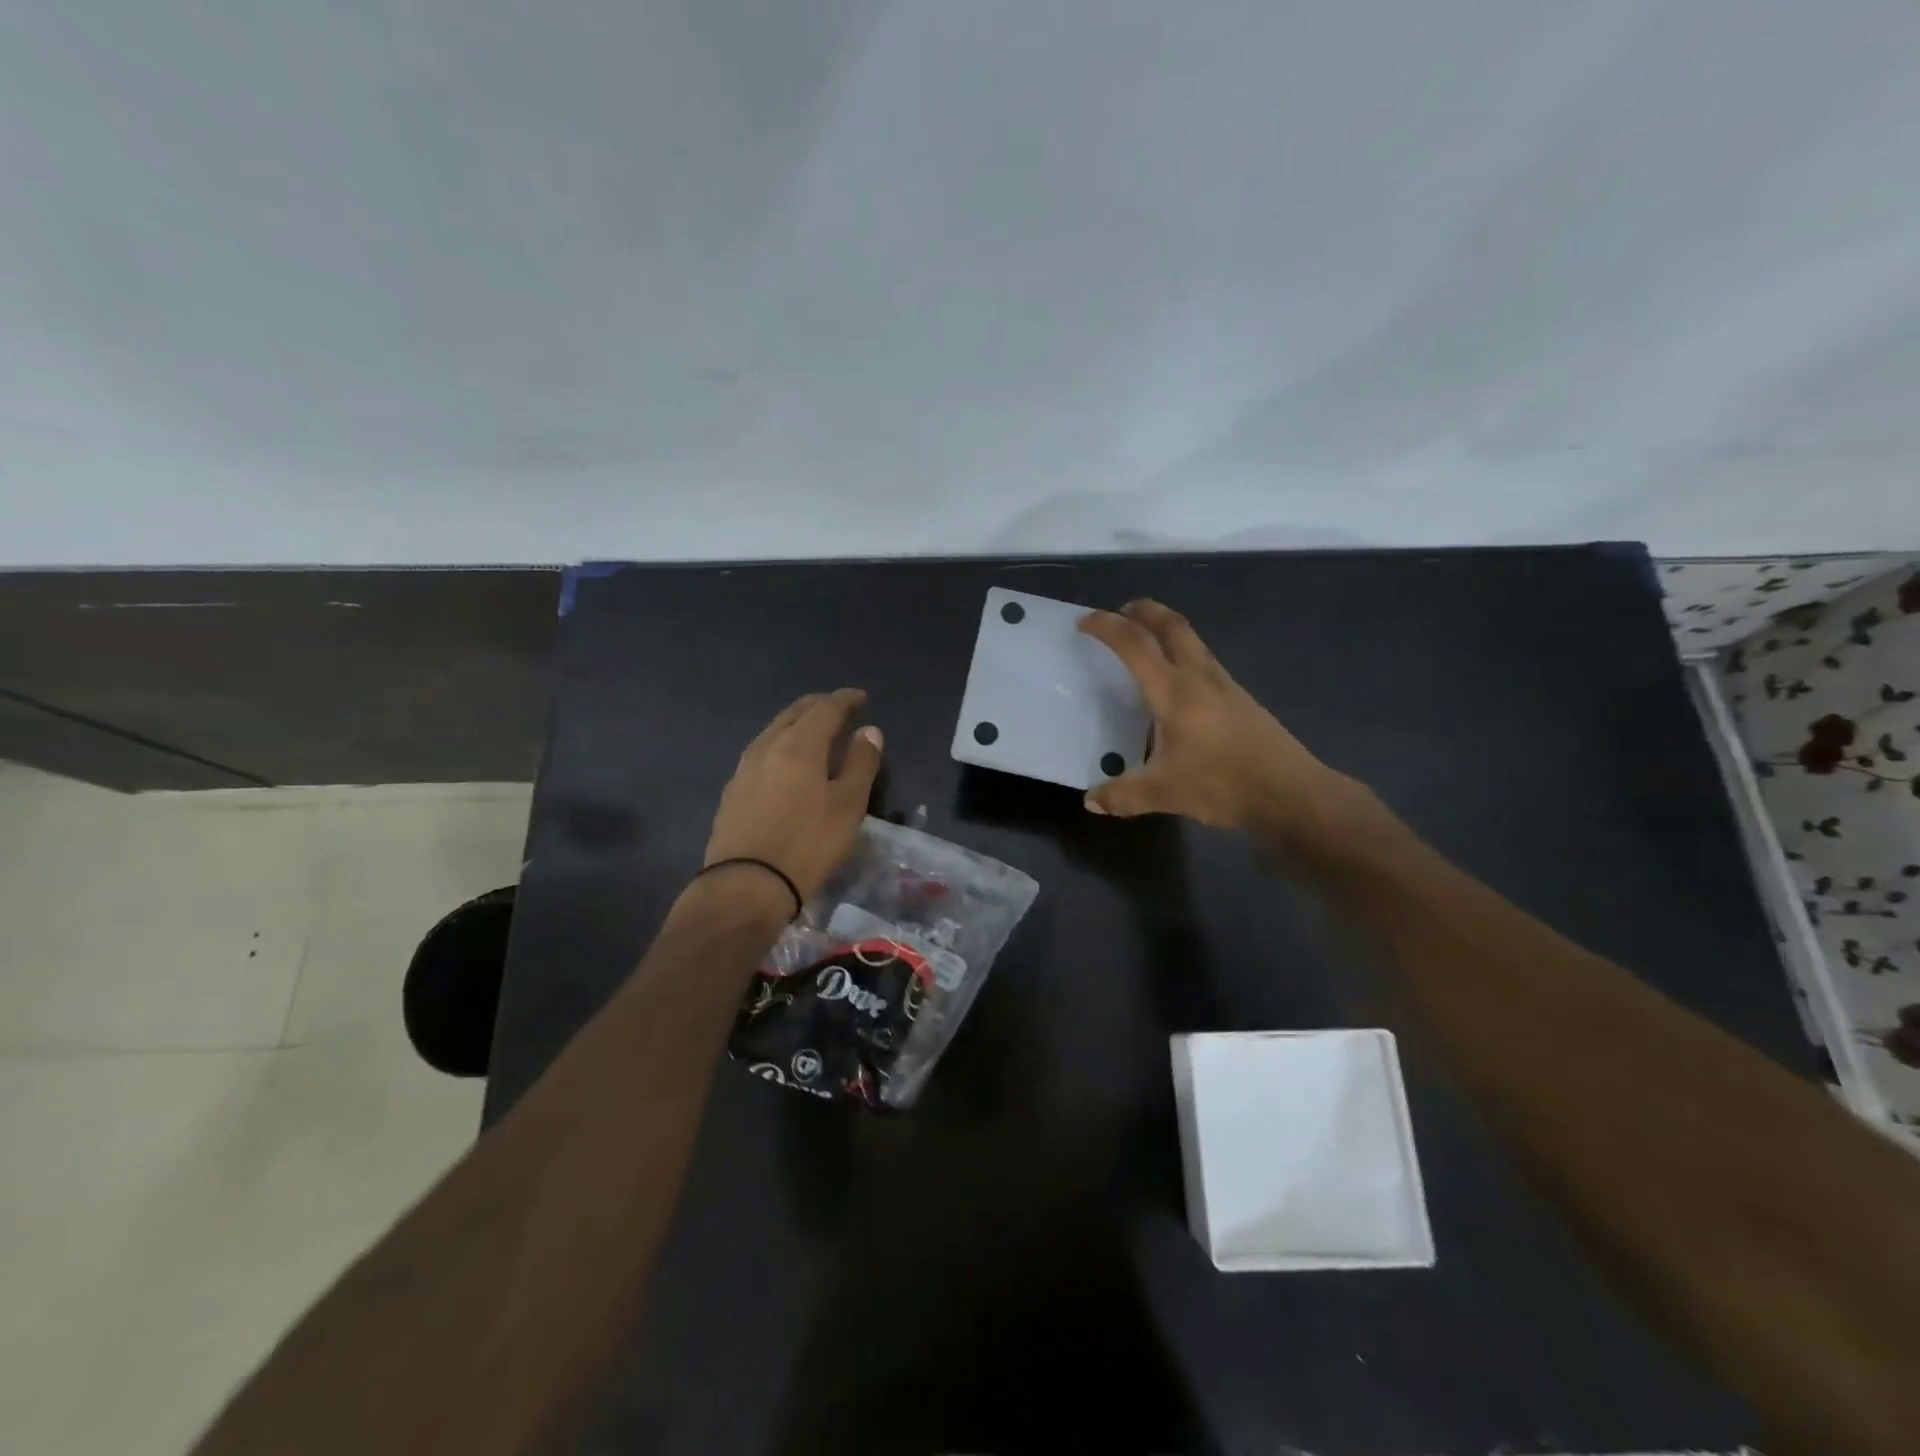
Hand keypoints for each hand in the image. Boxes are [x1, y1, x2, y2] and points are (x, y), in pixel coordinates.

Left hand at [703, 688, 883, 906]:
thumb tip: (869, 731)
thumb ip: (861, 763)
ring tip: (813, 731)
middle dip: (818, 705)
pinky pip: (761, 752)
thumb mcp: (848, 805)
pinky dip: (780, 745)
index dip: (845, 700)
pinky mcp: (732, 791)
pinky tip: (784, 762)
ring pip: (773, 731)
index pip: (826, 709)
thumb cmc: (807, 844)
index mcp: (799, 745)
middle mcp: (767, 747)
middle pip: (794, 713)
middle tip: (838, 707)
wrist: (745, 885)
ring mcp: (744, 768)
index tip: (861, 697)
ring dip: (796, 724)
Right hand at [1077, 600, 1359, 837]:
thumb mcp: (1163, 793)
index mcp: (1173, 691)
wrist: (1289, 792)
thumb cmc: (1221, 784)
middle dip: (1144, 611)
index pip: (1134, 645)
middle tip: (1122, 611)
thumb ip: (1122, 795)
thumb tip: (1091, 801)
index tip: (1084, 621)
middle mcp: (1199, 677)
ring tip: (1147, 642)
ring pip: (1192, 641)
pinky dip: (1183, 655)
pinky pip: (1205, 662)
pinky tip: (1178, 685)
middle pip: (1171, 626)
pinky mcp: (1241, 699)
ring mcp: (1225, 685)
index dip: (1107, 626)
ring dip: (1166, 630)